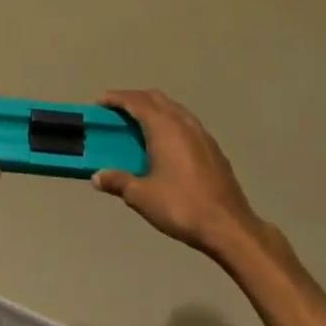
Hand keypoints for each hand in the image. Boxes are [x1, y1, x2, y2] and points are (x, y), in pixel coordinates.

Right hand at [91, 89, 284, 262]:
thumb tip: (96, 177)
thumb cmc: (181, 207)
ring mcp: (202, 134)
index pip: (136, 102)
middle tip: (116, 111)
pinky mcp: (213, 148)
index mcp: (164, 128)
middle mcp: (184, 123)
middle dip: (134, 99)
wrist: (229, 227)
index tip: (100, 102)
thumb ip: (117, 181)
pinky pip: (186, 123)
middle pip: (156, 98)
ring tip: (138, 125)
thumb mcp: (141, 196)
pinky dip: (169, 122)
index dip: (116, 98)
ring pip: (174, 109)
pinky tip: (165, 144)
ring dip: (154, 109)